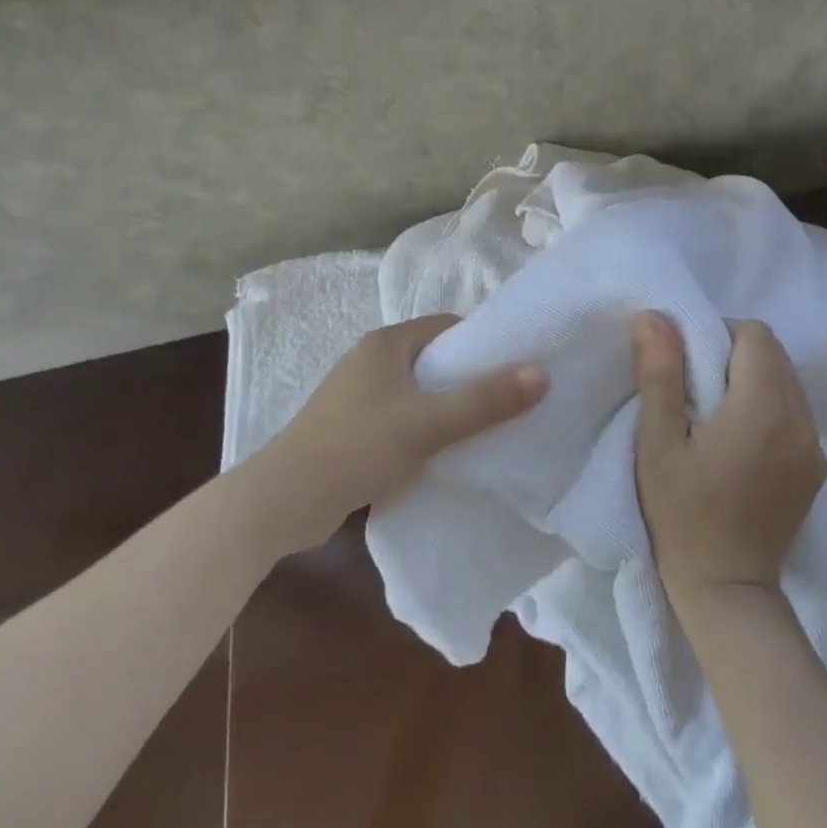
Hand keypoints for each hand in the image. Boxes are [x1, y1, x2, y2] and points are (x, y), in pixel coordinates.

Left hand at [267, 316, 547, 546]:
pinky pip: (399, 416)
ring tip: (480, 428)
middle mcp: (369, 360)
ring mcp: (355, 395)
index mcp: (386, 343)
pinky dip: (422, 427)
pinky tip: (440, 452)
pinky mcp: (349, 427)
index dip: (482, 342)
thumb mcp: (429, 422)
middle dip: (467, 377)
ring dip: (444, 406)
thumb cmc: (358, 447)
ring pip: (416, 390)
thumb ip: (486, 400)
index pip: (446, 326)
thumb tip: (542, 373)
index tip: (514, 366)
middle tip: (504, 400)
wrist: (283, 501)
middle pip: (433, 358)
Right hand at [633, 312, 826, 605]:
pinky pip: (796, 411)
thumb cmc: (681, 515)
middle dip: (735, 354)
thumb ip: (659, 373)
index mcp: (763, 408)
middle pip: (775, 353)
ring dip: (754, 378)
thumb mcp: (658, 443)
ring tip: (717, 412)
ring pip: (788, 380)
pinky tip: (740, 438)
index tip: (688, 364)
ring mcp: (814, 446)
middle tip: (696, 386)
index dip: (719, 335)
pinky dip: (769, 405)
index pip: (755, 335)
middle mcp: (800, 420)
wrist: (726, 590)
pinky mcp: (816, 467)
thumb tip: (652, 315)